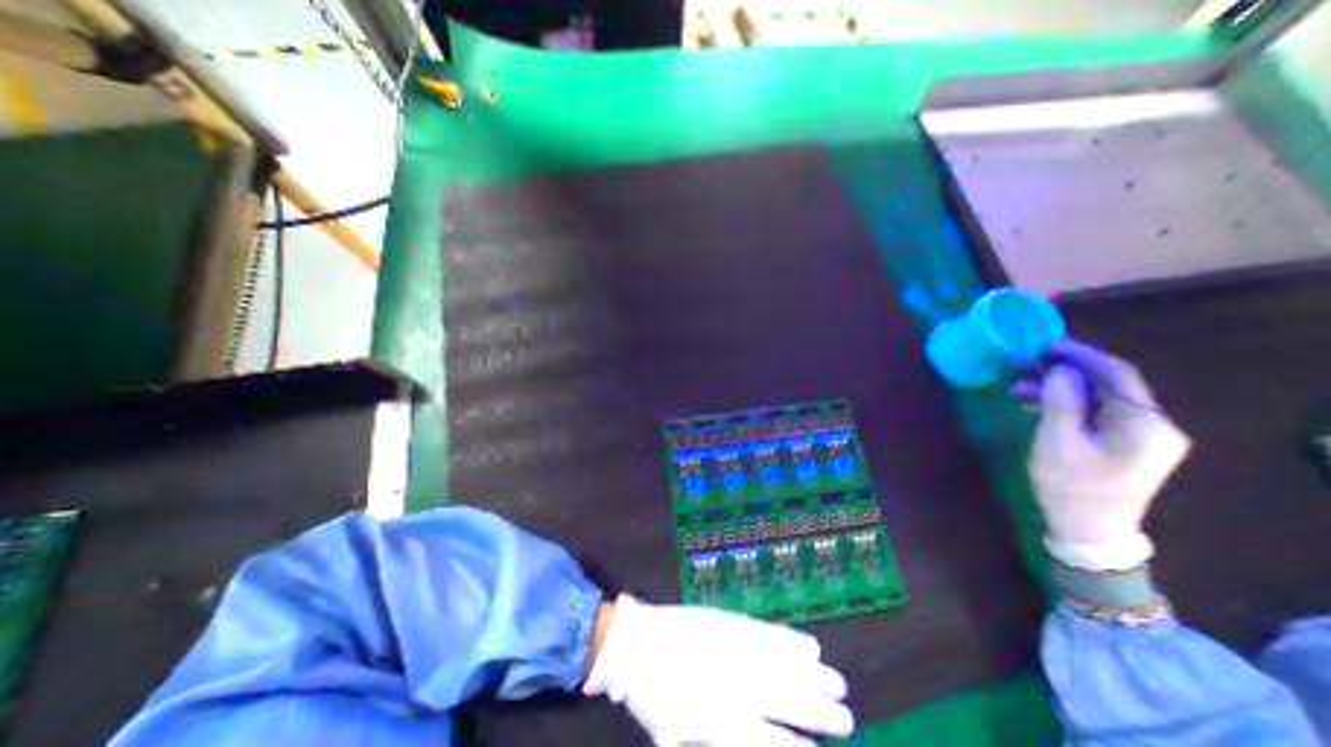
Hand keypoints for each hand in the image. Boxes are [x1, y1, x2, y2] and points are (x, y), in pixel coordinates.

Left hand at [585, 595, 851, 745]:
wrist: (635, 646)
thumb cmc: (652, 697)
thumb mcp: (676, 737)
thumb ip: (711, 741)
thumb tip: (746, 739)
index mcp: (724, 725)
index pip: (773, 744)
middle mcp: (738, 690)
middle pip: (788, 704)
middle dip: (819, 713)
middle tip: (847, 718)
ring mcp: (735, 653)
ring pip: (783, 668)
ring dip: (813, 678)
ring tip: (838, 685)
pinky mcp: (730, 624)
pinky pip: (766, 634)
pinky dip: (790, 641)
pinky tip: (809, 646)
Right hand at [1020, 338, 1191, 571]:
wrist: (1087, 529)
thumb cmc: (1070, 486)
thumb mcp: (1057, 442)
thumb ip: (1062, 403)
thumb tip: (1059, 370)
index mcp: (1144, 425)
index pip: (1118, 375)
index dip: (1081, 355)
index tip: (1045, 345)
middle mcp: (1154, 426)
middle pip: (1110, 385)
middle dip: (1065, 370)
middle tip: (1023, 364)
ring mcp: (1142, 436)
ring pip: (1100, 398)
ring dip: (1060, 387)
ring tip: (1018, 384)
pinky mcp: (1126, 444)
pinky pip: (1096, 413)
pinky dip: (1067, 403)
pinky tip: (1034, 402)